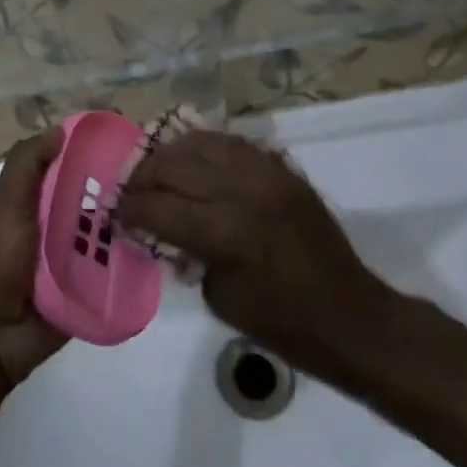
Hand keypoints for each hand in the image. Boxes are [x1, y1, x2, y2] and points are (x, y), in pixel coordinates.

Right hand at [115, 132, 400, 373]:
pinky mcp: (281, 168)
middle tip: (130, 190)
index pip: (158, 206)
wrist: (351, 316)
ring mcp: (265, 173)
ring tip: (156, 168)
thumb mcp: (219, 297)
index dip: (130, 209)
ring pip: (200, 143)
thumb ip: (186, 252)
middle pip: (174, 166)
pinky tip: (191, 159)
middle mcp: (242, 192)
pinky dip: (204, 147)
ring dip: (170, 154)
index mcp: (225, 233)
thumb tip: (162, 225)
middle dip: (143, 177)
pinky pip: (231, 143)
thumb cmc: (282, 324)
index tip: (116, 213)